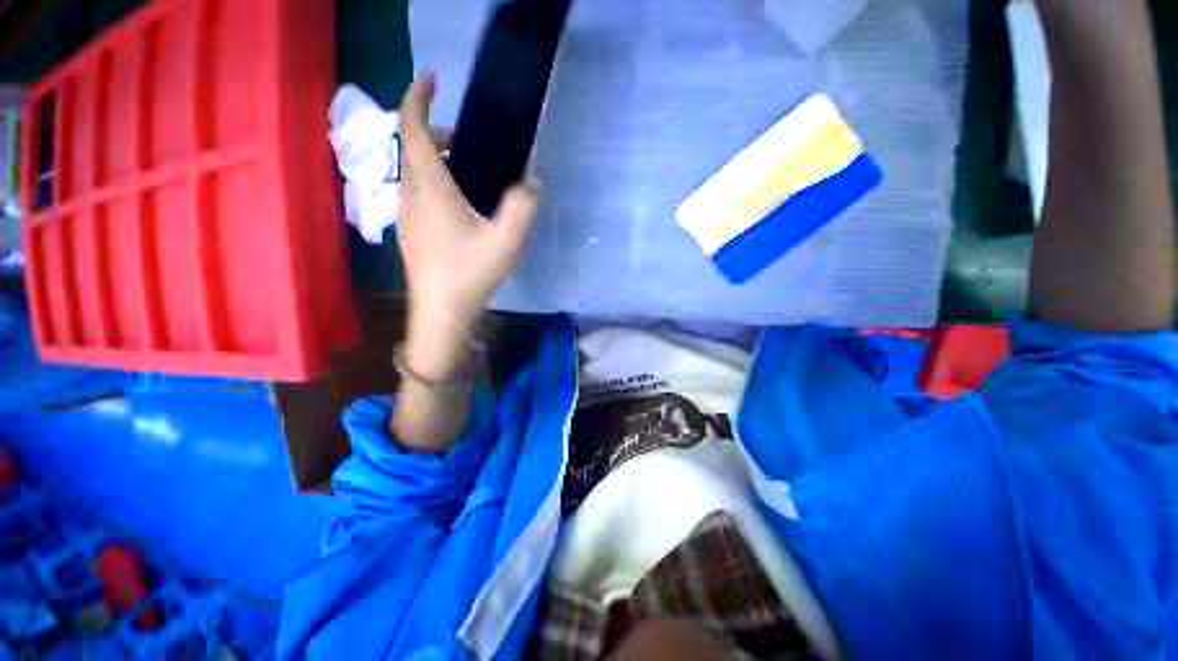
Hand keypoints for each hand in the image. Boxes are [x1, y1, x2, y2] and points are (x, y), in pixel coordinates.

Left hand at [397, 74, 540, 377]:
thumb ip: (522, 207)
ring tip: (466, 169)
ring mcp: (406, 215)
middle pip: (411, 148)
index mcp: (430, 189)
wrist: (441, 311)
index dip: (417, 98)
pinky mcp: (411, 231)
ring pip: (412, 171)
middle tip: (465, 139)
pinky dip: (433, 181)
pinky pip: (416, 191)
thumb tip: (531, 181)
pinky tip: (458, 203)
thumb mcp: (506, 241)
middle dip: (433, 131)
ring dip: (433, 158)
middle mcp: (410, 195)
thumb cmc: (470, 273)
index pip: (413, 130)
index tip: (431, 79)